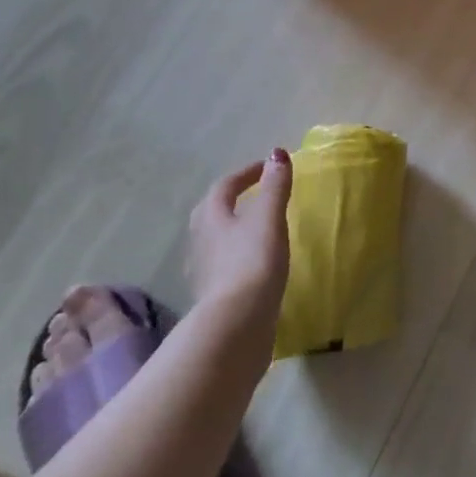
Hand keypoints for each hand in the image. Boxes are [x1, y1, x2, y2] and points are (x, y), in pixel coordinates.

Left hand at [186, 150, 291, 322]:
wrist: (236, 323)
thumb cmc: (252, 262)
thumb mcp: (268, 218)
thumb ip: (274, 186)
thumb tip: (276, 153)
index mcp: (211, 216)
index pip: (226, 185)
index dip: (247, 173)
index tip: (268, 167)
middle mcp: (199, 239)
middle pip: (213, 211)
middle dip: (234, 199)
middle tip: (257, 194)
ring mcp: (202, 270)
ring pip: (216, 239)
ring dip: (234, 228)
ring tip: (259, 228)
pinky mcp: (212, 295)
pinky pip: (223, 264)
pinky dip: (237, 255)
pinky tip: (254, 264)